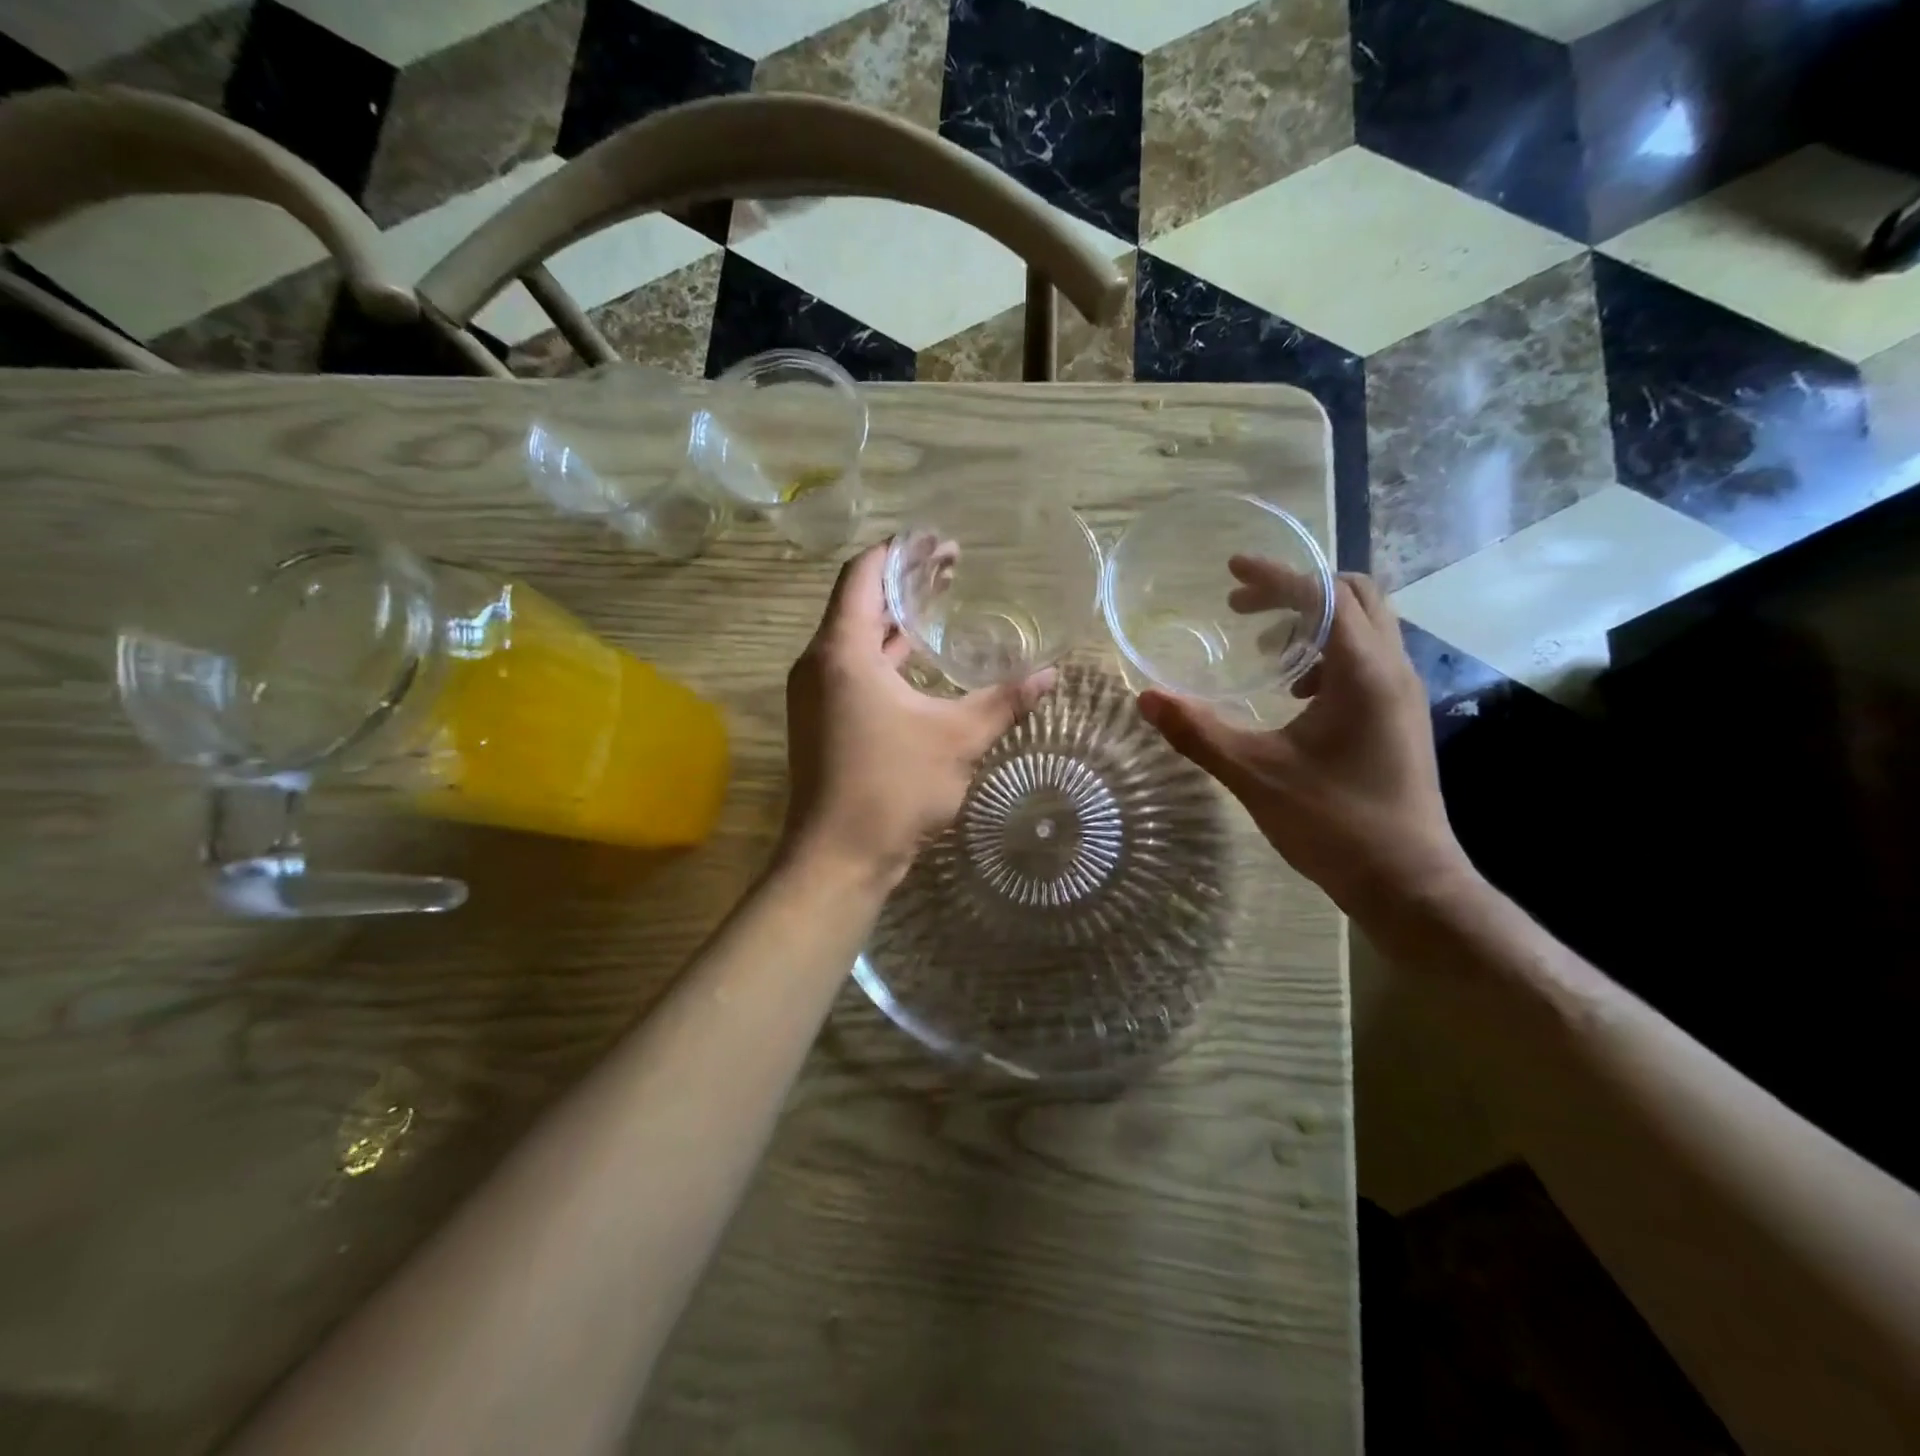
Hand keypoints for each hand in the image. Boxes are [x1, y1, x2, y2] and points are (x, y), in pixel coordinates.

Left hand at [782, 542, 1055, 887]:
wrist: (838, 858)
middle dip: (905, 582)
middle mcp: (820, 664)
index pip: (864, 574)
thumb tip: (1051, 675)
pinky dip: (887, 657)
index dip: (901, 551)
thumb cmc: (893, 787)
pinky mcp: (823, 722)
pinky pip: (855, 670)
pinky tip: (921, 662)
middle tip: (953, 565)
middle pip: (860, 603)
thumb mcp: (958, 738)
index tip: (939, 541)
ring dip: (896, 621)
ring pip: (857, 640)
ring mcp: (817, 695)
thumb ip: (1004, 700)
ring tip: (941, 602)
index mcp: (842, 651)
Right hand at [1138, 561, 1470, 916]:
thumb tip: (1146, 698)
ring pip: (1365, 626)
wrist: (1406, 882)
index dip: (1275, 576)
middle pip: (1355, 594)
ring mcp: (1403, 694)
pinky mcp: (1401, 717)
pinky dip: (1329, 654)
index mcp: (1362, 671)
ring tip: (1265, 654)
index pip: (1322, 595)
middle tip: (1244, 609)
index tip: (1232, 570)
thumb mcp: (1254, 774)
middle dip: (1297, 590)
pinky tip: (1295, 696)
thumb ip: (1198, 732)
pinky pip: (1368, 658)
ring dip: (1315, 622)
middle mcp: (1392, 669)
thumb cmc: (1333, 823)